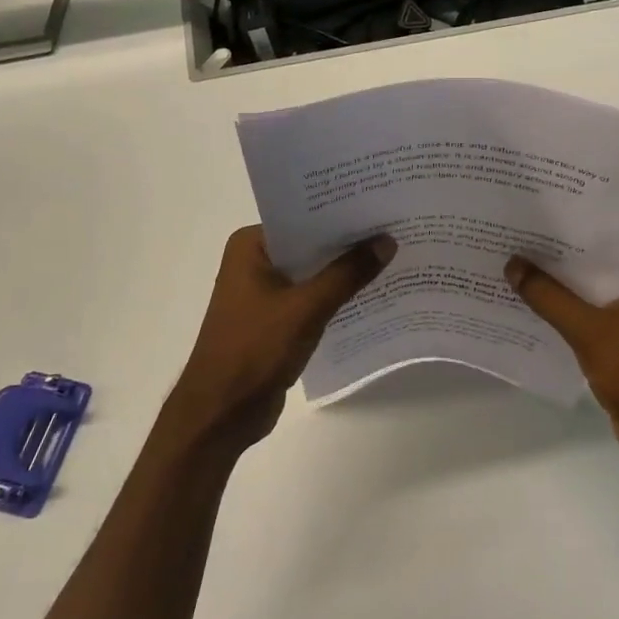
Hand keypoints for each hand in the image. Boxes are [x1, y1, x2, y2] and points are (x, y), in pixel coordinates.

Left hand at [159, 226, 395, 460]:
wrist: (222, 412)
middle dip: (349, 243)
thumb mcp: (307, 308)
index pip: (303, 218)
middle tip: (396, 229)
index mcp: (250, 246)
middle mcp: (254, 262)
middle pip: (310, 245)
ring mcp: (263, 293)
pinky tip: (373, 295)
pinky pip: (312, 300)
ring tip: (394, 258)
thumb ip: (347, 274)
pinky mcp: (275, 321)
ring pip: (313, 274)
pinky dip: (336, 298)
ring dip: (345, 273)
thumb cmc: (255, 350)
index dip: (342, 213)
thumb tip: (387, 241)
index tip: (381, 206)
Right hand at [505, 251, 618, 467]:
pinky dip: (564, 318)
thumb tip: (512, 263)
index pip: (600, 243)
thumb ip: (548, 296)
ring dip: (556, 293)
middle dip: (553, 265)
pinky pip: (589, 320)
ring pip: (588, 296)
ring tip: (510, 277)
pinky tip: (529, 314)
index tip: (525, 228)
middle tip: (508, 250)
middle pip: (591, 269)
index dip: (562, 237)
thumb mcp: (588, 329)